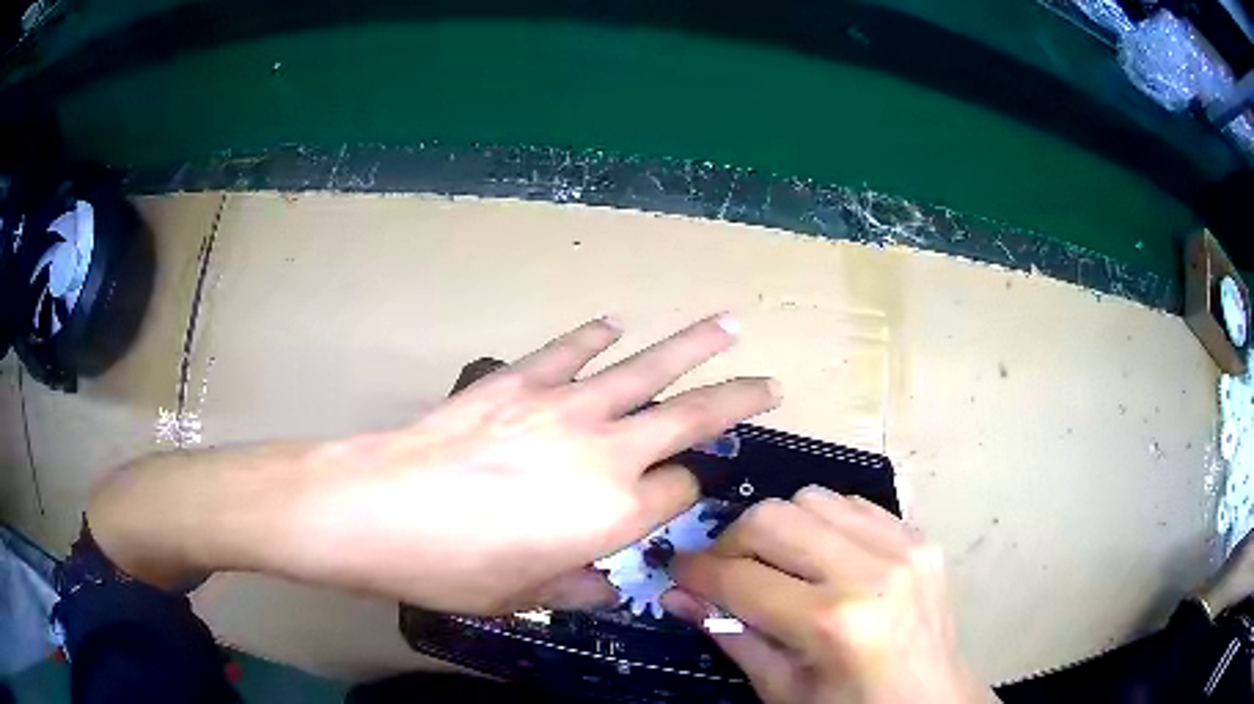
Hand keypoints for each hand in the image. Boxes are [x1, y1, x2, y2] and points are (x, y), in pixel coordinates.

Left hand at [245, 314, 778, 612]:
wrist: (377, 509)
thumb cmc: (451, 568)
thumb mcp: (522, 598)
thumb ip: (578, 588)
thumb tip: (607, 585)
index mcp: (614, 514)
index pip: (678, 492)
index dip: (681, 496)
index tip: (674, 499)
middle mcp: (605, 452)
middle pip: (692, 416)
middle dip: (739, 400)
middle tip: (772, 384)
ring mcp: (562, 407)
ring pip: (647, 367)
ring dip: (692, 346)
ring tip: (728, 326)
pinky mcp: (519, 381)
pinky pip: (570, 351)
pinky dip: (595, 336)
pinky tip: (614, 323)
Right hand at [664, 487, 989, 703]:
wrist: (930, 700)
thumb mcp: (782, 688)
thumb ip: (730, 636)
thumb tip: (677, 595)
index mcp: (832, 623)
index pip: (740, 578)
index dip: (696, 573)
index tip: (678, 572)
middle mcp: (870, 571)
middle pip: (772, 518)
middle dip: (732, 542)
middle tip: (725, 570)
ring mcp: (903, 546)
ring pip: (811, 498)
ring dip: (779, 528)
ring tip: (777, 564)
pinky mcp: (920, 535)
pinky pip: (852, 505)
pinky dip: (822, 524)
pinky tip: (823, 558)